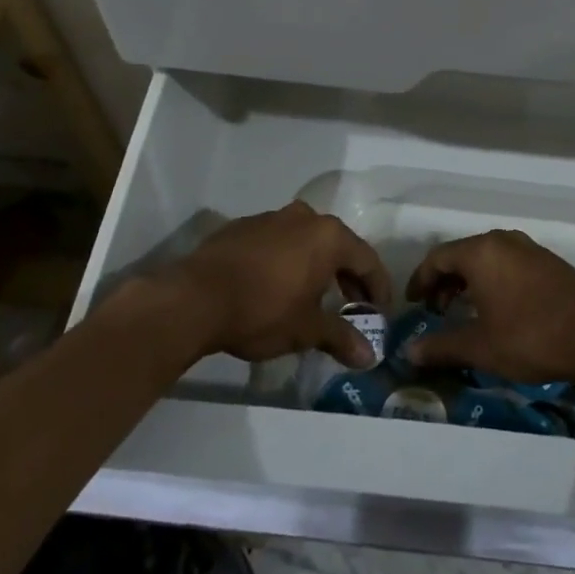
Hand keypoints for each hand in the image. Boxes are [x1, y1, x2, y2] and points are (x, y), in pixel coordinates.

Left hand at [165, 201, 391, 367]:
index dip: (377, 287)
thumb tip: (369, 356)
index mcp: (328, 236)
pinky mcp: (242, 227)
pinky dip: (285, 260)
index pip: (366, 259)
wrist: (195, 298)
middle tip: (351, 305)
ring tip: (313, 296)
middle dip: (347, 276)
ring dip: (315, 266)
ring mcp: (271, 218)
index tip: (379, 311)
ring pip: (306, 240)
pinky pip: (276, 241)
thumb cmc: (263, 310)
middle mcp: (304, 217)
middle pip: (338, 245)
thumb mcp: (306, 329)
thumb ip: (341, 338)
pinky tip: (275, 286)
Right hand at [402, 229, 574, 385]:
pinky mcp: (549, 262)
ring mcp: (529, 249)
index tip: (412, 303)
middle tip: (436, 310)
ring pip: (487, 258)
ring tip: (464, 311)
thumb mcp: (481, 346)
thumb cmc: (531, 336)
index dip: (420, 280)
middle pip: (462, 254)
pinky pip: (508, 263)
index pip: (438, 257)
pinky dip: (493, 280)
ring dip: (469, 281)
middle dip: (444, 281)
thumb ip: (442, 346)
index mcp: (481, 252)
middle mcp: (503, 241)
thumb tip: (409, 352)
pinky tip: (498, 308)